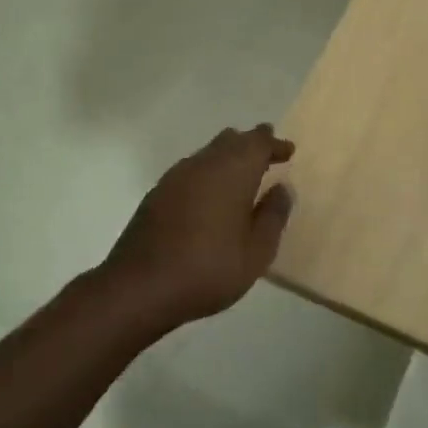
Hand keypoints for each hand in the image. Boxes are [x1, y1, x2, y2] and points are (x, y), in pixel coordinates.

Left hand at [98, 124, 294, 330]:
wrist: (140, 287)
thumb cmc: (209, 269)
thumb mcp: (257, 251)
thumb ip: (273, 216)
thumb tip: (282, 189)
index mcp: (233, 171)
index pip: (258, 142)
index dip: (274, 144)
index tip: (288, 150)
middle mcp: (204, 164)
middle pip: (231, 140)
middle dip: (252, 144)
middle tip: (268, 154)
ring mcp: (176, 177)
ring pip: (209, 153)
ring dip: (228, 157)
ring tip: (242, 174)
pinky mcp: (158, 193)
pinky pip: (191, 170)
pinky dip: (208, 172)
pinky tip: (211, 194)